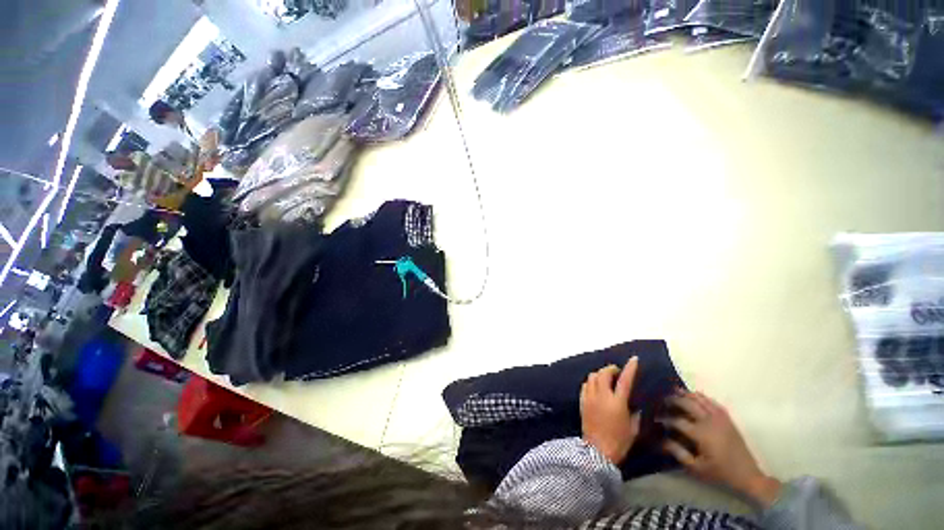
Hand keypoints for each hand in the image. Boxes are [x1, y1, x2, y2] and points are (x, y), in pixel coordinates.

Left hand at [580, 357, 641, 464]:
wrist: (597, 451)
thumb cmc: (619, 442)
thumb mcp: (633, 429)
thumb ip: (635, 414)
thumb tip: (635, 406)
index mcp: (618, 403)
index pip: (625, 380)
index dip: (630, 368)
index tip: (634, 359)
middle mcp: (602, 396)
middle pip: (604, 373)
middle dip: (611, 369)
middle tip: (617, 372)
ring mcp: (590, 397)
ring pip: (592, 376)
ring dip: (600, 374)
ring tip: (606, 379)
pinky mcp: (582, 401)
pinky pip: (585, 385)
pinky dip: (591, 382)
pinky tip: (595, 387)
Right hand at [661, 391, 781, 506]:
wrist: (748, 475)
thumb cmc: (720, 473)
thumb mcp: (697, 468)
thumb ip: (678, 453)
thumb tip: (662, 440)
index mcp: (701, 434)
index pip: (677, 421)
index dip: (665, 419)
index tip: (656, 419)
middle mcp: (709, 421)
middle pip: (688, 404)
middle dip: (674, 400)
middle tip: (663, 400)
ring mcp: (720, 418)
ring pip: (700, 399)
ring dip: (686, 394)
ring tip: (675, 391)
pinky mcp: (727, 418)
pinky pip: (712, 402)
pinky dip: (701, 396)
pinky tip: (695, 395)